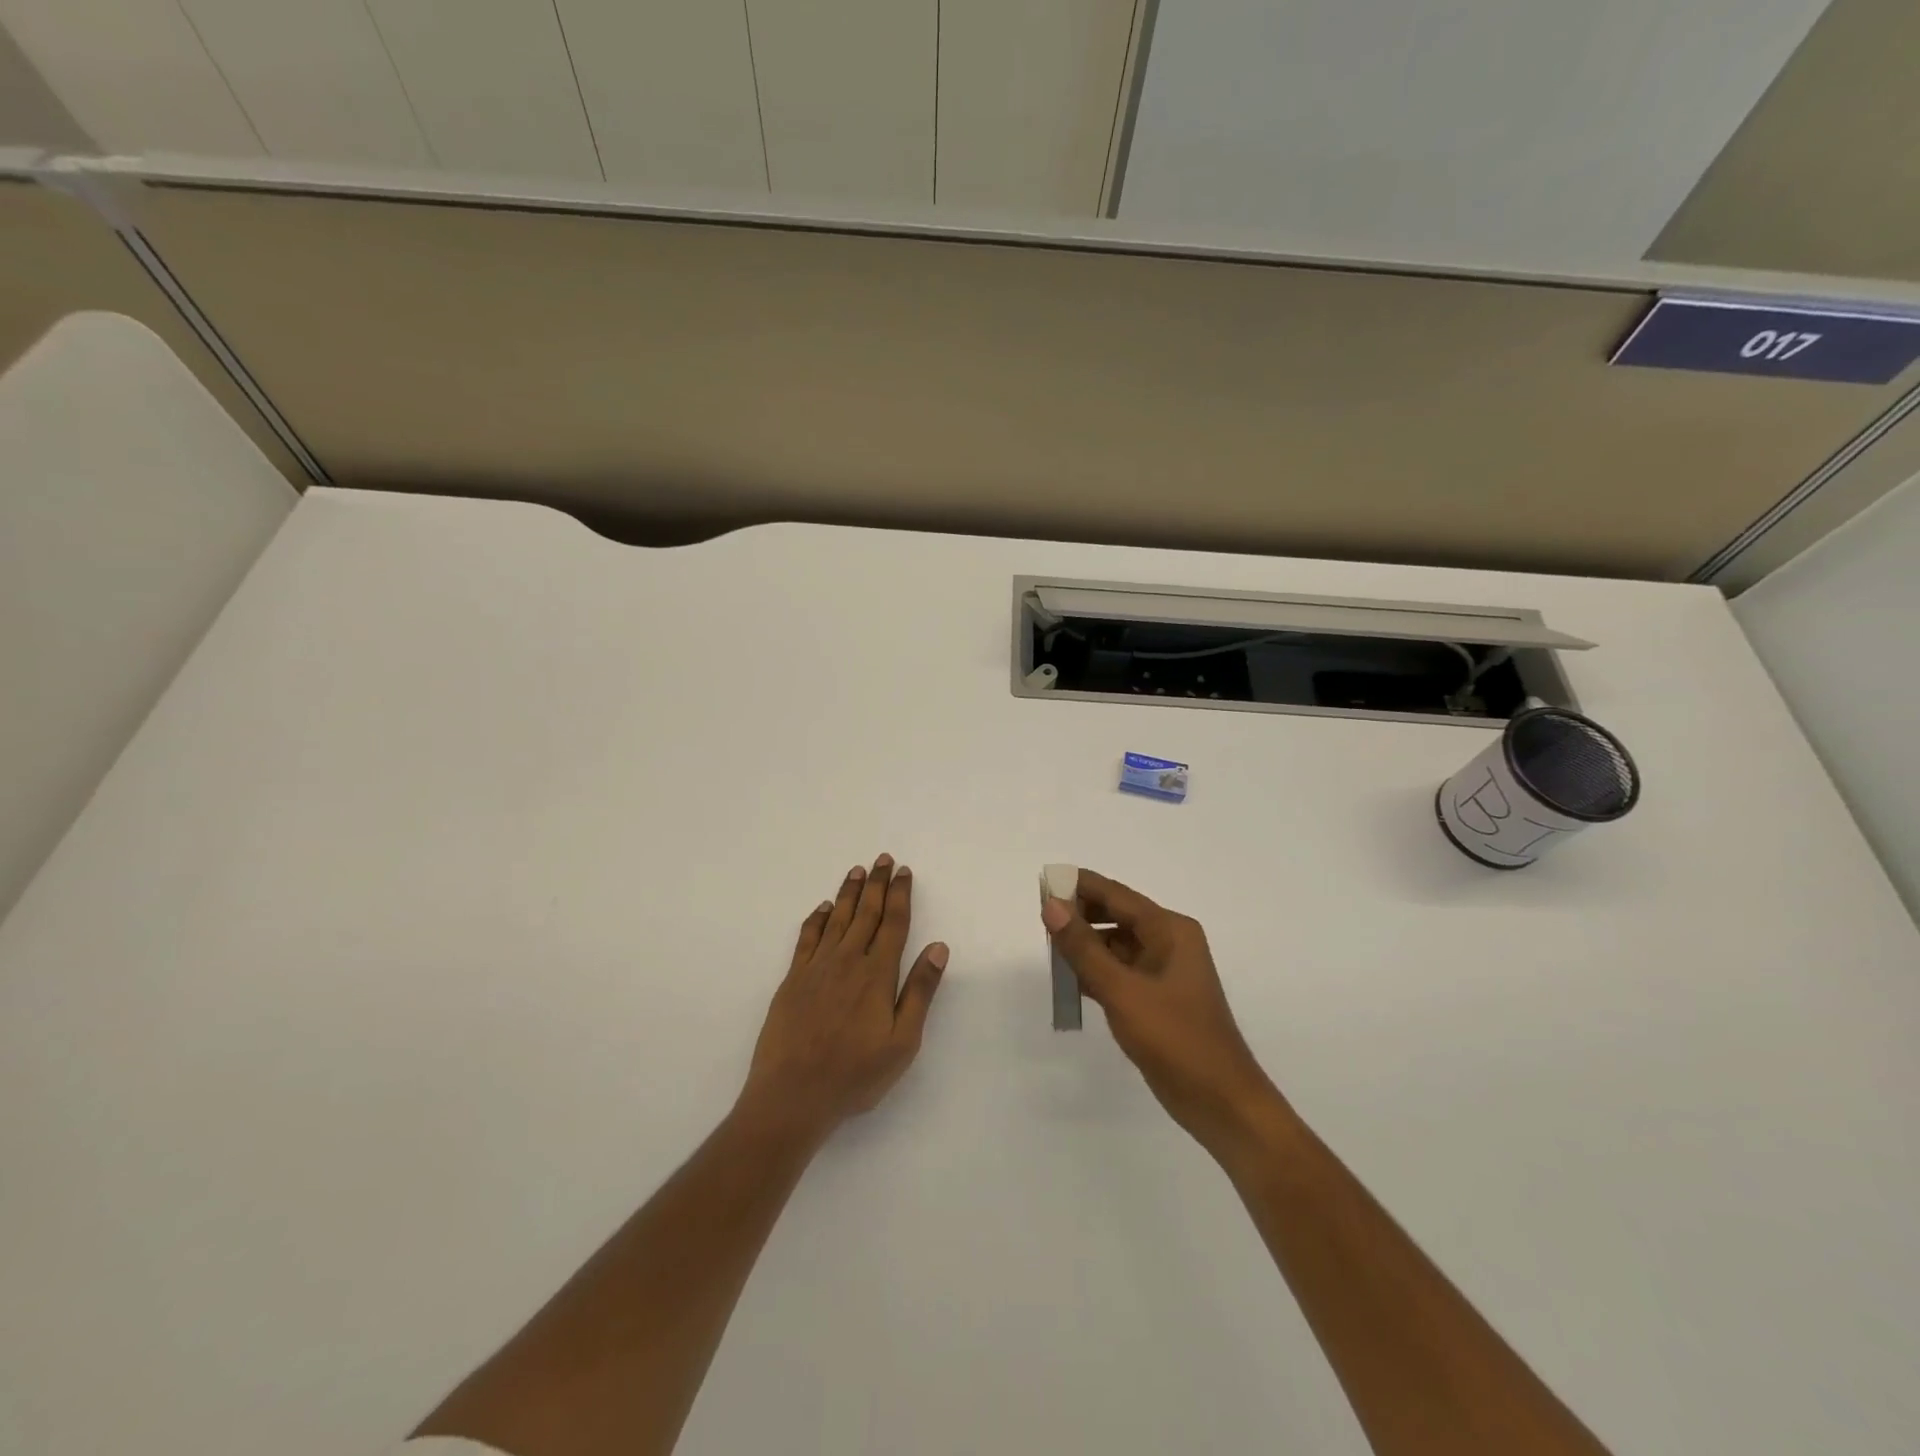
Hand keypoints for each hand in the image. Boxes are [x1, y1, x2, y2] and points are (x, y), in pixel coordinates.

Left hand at [739, 854, 947, 1142]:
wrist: (792, 1094)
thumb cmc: (855, 1075)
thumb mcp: (902, 1042)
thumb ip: (920, 991)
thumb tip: (938, 947)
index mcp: (877, 974)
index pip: (893, 923)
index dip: (900, 895)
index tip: (904, 872)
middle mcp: (847, 961)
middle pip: (866, 913)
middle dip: (877, 884)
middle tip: (883, 859)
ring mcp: (816, 968)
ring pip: (837, 919)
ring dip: (849, 893)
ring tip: (857, 871)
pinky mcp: (792, 979)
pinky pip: (807, 938)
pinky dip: (816, 918)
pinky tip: (823, 908)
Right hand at [1042, 871, 1281, 1154]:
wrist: (1221, 1103)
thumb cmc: (1175, 1039)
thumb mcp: (1122, 991)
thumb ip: (1083, 948)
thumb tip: (1051, 906)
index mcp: (1170, 930)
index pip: (1117, 895)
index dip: (1079, 886)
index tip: (1043, 882)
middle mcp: (1169, 942)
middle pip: (1116, 916)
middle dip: (1080, 915)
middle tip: (1040, 919)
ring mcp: (1164, 971)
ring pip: (1116, 945)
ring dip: (1085, 946)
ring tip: (1049, 949)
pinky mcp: (1157, 998)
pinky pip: (1120, 971)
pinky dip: (1095, 971)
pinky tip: (1069, 980)